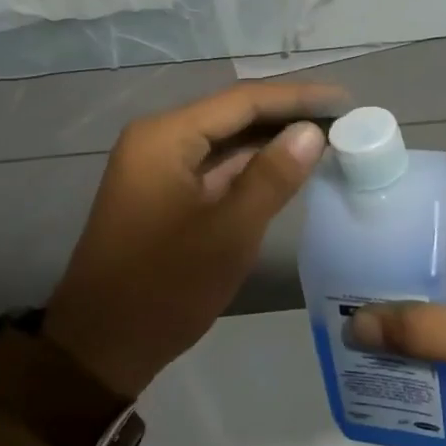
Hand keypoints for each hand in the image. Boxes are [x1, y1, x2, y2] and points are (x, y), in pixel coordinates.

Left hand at [42, 83, 344, 397]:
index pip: (242, 100)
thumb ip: (272, 176)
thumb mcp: (229, 232)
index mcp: (166, 137)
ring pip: (225, 141)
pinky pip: (214, 167)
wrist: (101, 347)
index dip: (297, 97)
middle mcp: (158, 139)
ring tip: (327, 137)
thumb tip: (311, 131)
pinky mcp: (163, 193)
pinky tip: (287, 168)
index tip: (344, 100)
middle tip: (343, 118)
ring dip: (271, 140)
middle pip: (233, 115)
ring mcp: (158, 167)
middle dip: (287, 116)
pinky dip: (250, 167)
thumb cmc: (165, 287)